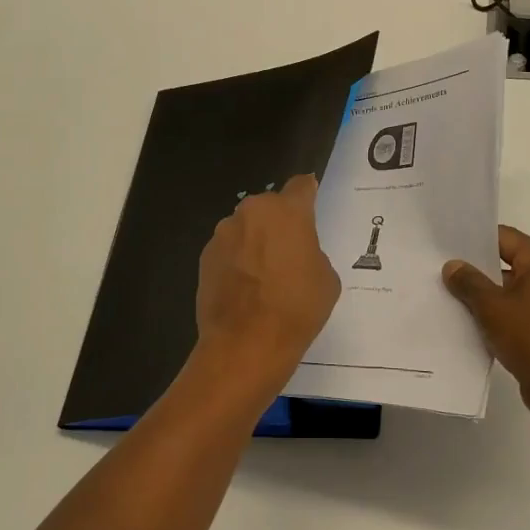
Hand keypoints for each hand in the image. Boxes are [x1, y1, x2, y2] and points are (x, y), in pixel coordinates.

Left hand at [193, 174, 340, 402]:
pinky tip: (244, 289)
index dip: (308, 193)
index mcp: (287, 211)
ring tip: (263, 276)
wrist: (245, 344)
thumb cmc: (296, 308)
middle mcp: (251, 212)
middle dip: (278, 223)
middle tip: (289, 252)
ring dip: (254, 242)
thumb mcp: (325, 278)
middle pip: (269, 208)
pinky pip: (228, 251)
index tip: (311, 201)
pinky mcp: (204, 257)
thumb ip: (312, 253)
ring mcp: (223, 234)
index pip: (301, 186)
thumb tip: (296, 254)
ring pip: (246, 229)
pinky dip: (236, 262)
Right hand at [443, 226, 529, 423]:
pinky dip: (496, 317)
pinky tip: (470, 324)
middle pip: (507, 263)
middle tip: (442, 271)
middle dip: (476, 269)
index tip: (448, 244)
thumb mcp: (492, 307)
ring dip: (484, 296)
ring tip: (449, 298)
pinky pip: (515, 314)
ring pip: (509, 292)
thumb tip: (453, 266)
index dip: (476, 239)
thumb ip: (469, 283)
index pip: (505, 238)